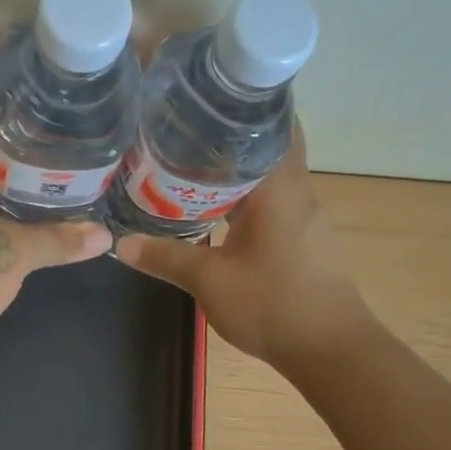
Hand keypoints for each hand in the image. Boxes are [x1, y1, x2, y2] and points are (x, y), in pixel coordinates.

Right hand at [114, 130, 368, 366]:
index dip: (240, 106)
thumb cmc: (273, 305)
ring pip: (267, 176)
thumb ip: (165, 257)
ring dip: (234, 170)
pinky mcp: (303, 239)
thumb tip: (120, 244)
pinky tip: (214, 210)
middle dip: (227, 137)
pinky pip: (270, 202)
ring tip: (187, 166)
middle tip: (180, 131)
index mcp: (279, 187)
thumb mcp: (209, 281)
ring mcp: (304, 216)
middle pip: (266, 146)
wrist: (330, 350)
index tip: (203, 98)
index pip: (271, 123)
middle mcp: (297, 191)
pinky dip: (243, 197)